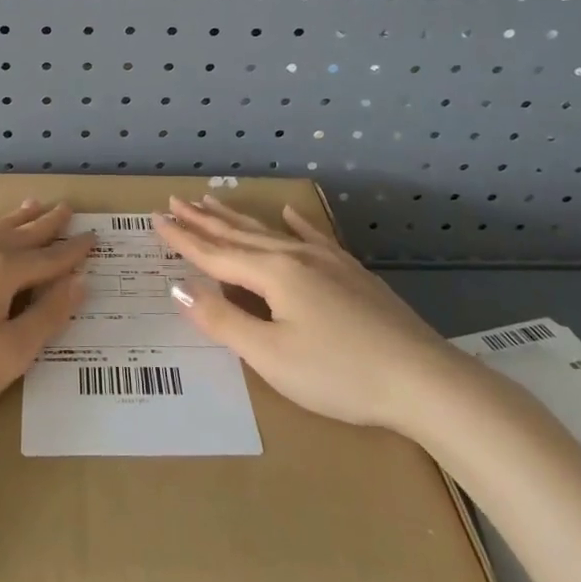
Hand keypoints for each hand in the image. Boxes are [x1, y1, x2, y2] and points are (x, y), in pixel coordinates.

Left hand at [0, 200, 93, 440]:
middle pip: (16, 234)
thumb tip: (78, 282)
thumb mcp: (10, 355)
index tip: (92, 237)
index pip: (46, 258)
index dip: (72, 251)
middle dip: (44, 224)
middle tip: (65, 207)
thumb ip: (47, 316)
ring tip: (30, 204)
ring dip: (9, 218)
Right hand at [155, 195, 473, 434]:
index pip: (215, 255)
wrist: (424, 381)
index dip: (183, 239)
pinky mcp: (352, 274)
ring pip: (271, 232)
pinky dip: (296, 224)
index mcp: (273, 275)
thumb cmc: (338, 374)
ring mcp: (328, 262)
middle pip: (239, 235)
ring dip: (237, 218)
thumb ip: (223, 320)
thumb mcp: (270, 355)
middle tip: (175, 200)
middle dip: (204, 220)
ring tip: (212, 201)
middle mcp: (296, 257)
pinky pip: (314, 238)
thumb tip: (179, 288)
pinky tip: (289, 213)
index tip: (156, 219)